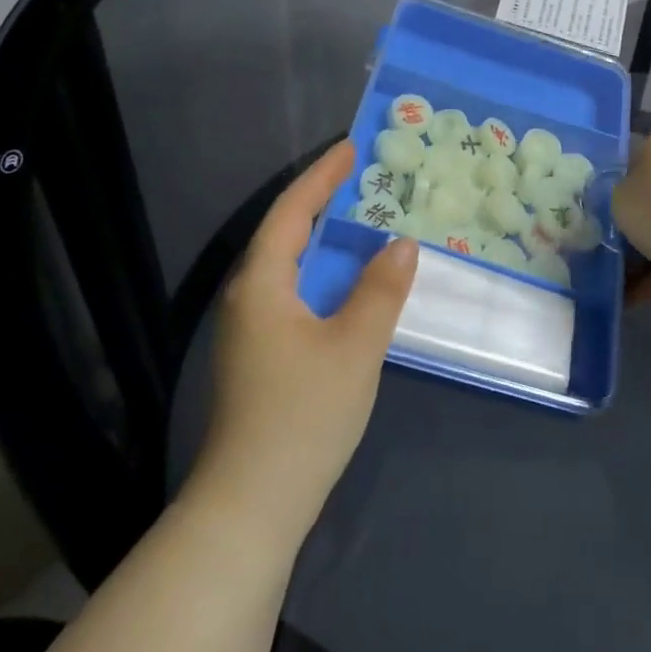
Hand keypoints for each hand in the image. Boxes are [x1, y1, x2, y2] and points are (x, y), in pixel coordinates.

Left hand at [198, 140, 416, 536]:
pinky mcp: (259, 355)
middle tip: (362, 176)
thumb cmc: (303, 415)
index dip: (321, 176)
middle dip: (320, 200)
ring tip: (360, 218)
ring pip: (288, 265)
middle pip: (284, 232)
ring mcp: (250, 330)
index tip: (351, 147)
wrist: (252, 505)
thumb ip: (381, 289)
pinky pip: (293, 291)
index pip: (291, 211)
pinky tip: (348, 282)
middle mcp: (248, 298)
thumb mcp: (355, 346)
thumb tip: (401, 244)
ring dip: (322, 237)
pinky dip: (322, 271)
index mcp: (262, 284)